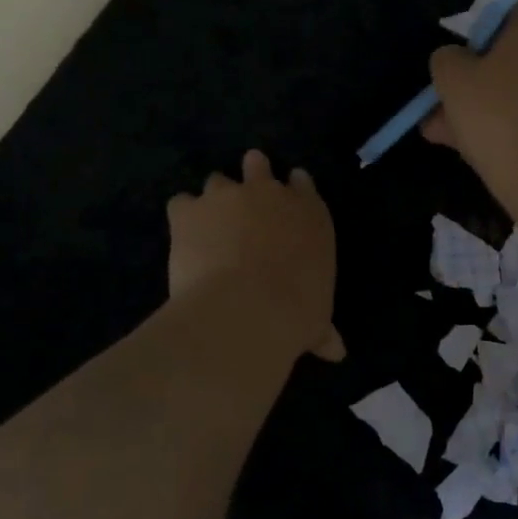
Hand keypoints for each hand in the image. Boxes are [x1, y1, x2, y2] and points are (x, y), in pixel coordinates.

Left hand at [167, 151, 343, 361]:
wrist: (248, 309)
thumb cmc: (297, 312)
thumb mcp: (316, 321)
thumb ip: (322, 329)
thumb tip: (336, 352)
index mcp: (309, 213)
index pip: (303, 184)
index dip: (292, 188)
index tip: (286, 199)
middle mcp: (270, 194)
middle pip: (258, 166)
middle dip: (251, 175)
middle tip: (244, 200)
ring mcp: (227, 197)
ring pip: (217, 180)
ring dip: (214, 199)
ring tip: (209, 224)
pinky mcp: (189, 211)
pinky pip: (181, 203)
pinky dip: (182, 218)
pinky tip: (182, 238)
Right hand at [423, 0, 517, 201]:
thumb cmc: (499, 118)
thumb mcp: (452, 81)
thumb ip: (448, 58)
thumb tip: (456, 58)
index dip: (495, 12)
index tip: (472, 41)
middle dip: (485, 70)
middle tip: (452, 97)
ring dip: (493, 101)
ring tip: (451, 133)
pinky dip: (515, 123)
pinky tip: (479, 149)